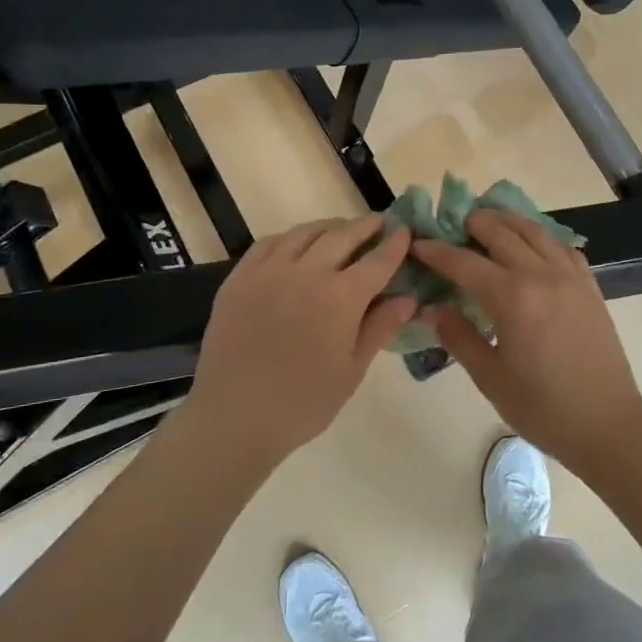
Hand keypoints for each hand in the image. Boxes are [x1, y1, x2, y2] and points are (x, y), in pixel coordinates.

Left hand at [179, 217, 414, 468]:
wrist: (234, 417)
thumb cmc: (303, 403)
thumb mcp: (351, 370)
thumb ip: (380, 327)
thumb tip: (408, 298)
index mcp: (341, 297)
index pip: (377, 261)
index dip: (394, 244)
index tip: (405, 231)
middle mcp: (307, 272)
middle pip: (342, 236)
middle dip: (365, 227)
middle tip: (378, 223)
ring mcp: (269, 271)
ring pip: (304, 233)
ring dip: (329, 227)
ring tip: (341, 230)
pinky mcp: (239, 278)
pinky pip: (269, 243)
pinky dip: (290, 237)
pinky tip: (296, 244)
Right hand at [411, 210, 641, 469]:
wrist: (607, 425)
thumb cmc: (542, 408)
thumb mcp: (490, 377)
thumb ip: (458, 336)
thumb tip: (430, 308)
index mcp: (512, 298)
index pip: (464, 262)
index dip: (437, 251)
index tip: (417, 243)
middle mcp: (541, 275)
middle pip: (501, 232)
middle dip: (472, 223)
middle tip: (451, 225)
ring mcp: (570, 277)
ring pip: (534, 230)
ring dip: (506, 220)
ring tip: (487, 220)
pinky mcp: (589, 286)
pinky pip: (562, 246)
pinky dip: (540, 237)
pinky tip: (531, 245)